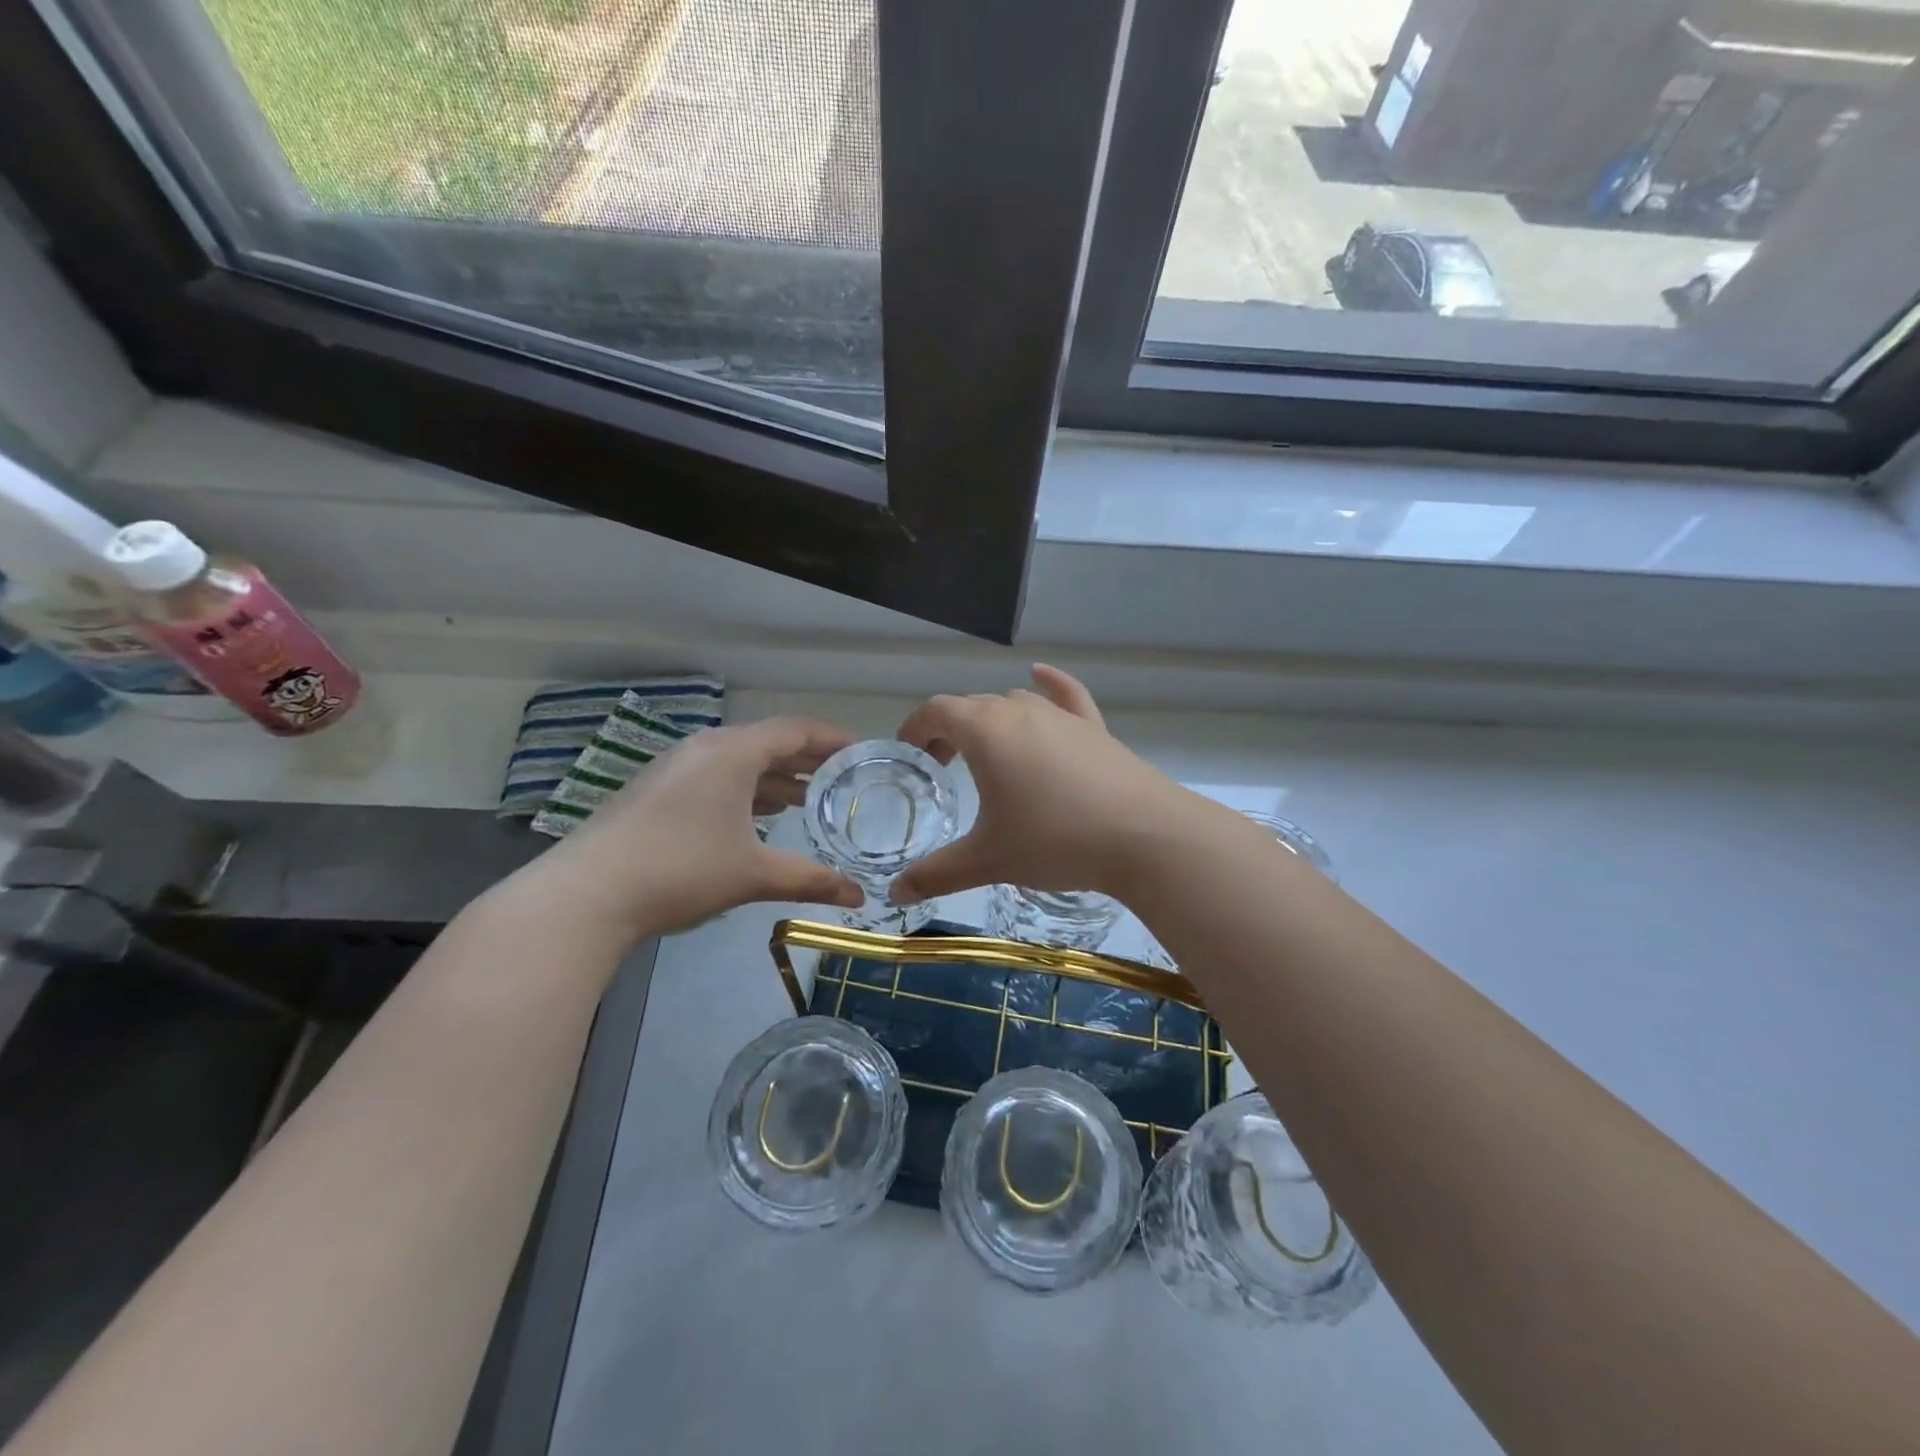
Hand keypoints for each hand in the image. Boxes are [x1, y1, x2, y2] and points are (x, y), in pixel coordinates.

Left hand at [536, 717, 864, 936]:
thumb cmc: (682, 870)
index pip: (795, 730)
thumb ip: (810, 880)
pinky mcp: (654, 790)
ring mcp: (674, 768)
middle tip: (840, 780)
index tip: (861, 753)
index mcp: (733, 753)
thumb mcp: (753, 874)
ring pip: (738, 761)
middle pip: (767, 742)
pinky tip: (752, 819)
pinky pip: (713, 776)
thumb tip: (859, 897)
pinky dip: (743, 789)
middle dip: (806, 760)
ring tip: (804, 801)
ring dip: (773, 777)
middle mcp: (704, 748)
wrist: (587, 893)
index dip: (832, 739)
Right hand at [889, 665, 1190, 905]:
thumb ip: (936, 874)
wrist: (1144, 837)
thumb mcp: (988, 860)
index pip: (936, 711)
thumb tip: (896, 893)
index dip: (915, 728)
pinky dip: (1049, 685)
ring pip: (1014, 703)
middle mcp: (1020, 711)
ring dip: (991, 720)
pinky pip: (1066, 695)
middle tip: (943, 768)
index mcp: (986, 731)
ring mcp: (1062, 716)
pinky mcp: (1095, 728)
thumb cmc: (1055, 841)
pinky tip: (1041, 678)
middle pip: (972, 706)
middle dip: (949, 730)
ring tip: (987, 753)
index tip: (909, 754)